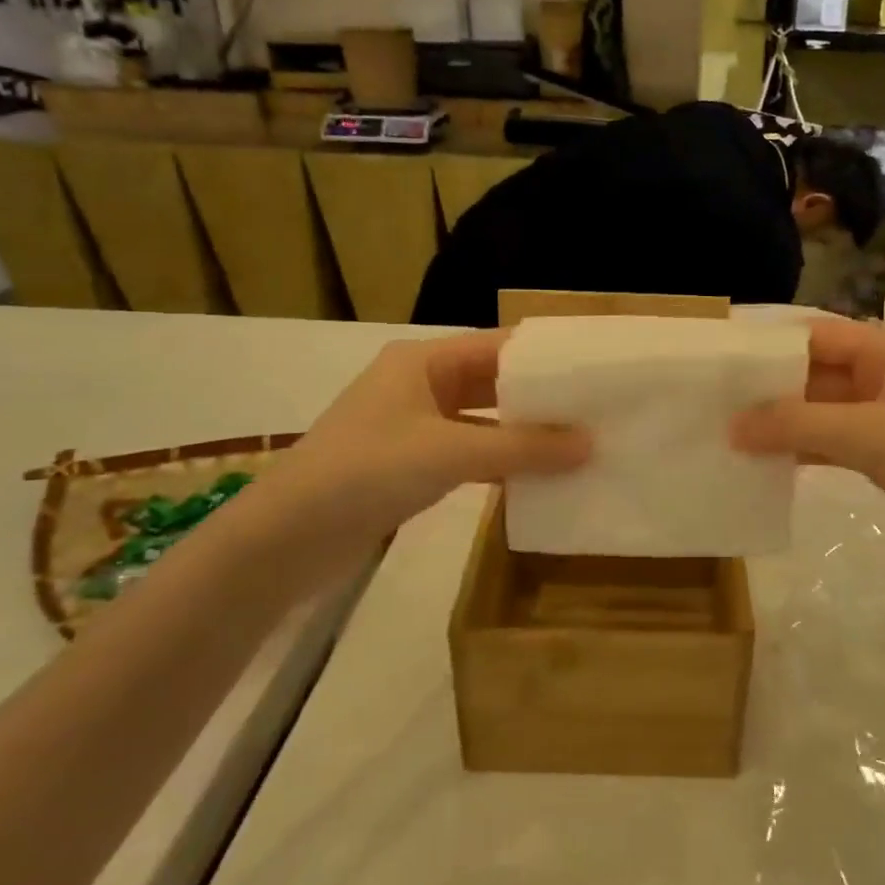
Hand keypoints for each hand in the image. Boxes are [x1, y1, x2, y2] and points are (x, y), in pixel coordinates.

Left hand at [252, 332, 588, 546]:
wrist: (286, 538)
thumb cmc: (366, 471)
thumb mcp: (449, 452)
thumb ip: (522, 447)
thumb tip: (591, 444)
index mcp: (423, 361)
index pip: (498, 346)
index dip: (546, 357)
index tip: (596, 370)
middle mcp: (420, 384)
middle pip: (493, 382)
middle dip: (541, 398)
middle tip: (598, 410)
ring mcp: (414, 426)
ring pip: (483, 420)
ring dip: (523, 433)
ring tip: (580, 443)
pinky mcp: (411, 465)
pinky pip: (469, 453)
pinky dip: (501, 462)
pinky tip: (539, 477)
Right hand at [732, 319, 884, 583]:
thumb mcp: (870, 435)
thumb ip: (798, 425)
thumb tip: (732, 426)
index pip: (818, 335)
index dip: (770, 346)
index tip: (721, 362)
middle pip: (820, 372)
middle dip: (771, 388)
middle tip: (715, 403)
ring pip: (827, 411)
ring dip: (786, 423)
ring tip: (731, 434)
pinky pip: (840, 444)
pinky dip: (808, 451)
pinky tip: (770, 464)